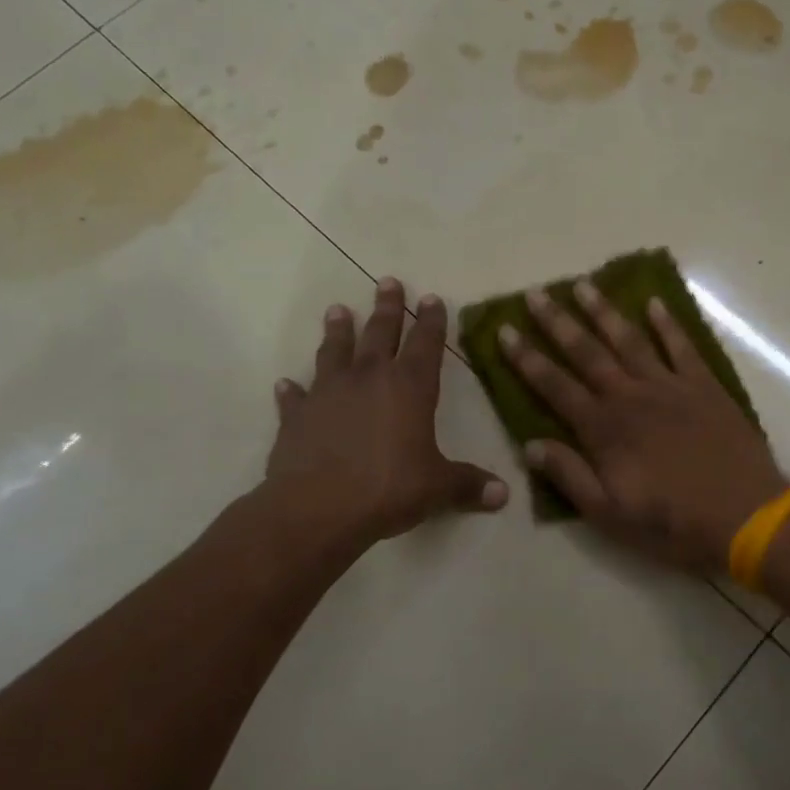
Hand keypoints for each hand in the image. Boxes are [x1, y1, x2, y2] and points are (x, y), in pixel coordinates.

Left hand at [266, 277, 507, 546]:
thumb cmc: (388, 489)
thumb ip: (469, 485)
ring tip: (338, 309)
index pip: (426, 344)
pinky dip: (292, 390)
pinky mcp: (296, 416)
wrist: (317, 508)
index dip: (432, 321)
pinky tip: (285, 383)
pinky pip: (295, 397)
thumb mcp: (437, 488)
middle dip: (387, 307)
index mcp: (409, 388)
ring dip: (338, 330)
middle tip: (387, 281)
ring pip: (334, 351)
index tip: (432, 298)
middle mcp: (368, 379)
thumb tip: (504, 495)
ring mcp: (328, 394)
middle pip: (380, 333)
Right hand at [500, 281, 788, 569]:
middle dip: (558, 323)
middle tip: (536, 294)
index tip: (505, 330)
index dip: (527, 358)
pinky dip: (667, 323)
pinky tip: (654, 302)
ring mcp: (670, 386)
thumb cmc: (672, 522)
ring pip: (630, 340)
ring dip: (604, 312)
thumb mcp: (610, 515)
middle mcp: (631, 396)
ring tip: (584, 285)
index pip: (555, 386)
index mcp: (604, 429)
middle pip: (587, 352)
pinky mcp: (705, 386)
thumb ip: (570, 476)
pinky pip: (682, 346)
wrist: (745, 515)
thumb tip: (530, 446)